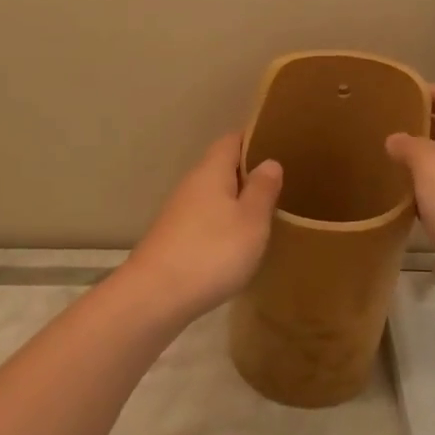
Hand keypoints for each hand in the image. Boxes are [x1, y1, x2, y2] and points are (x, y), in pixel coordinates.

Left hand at [124, 134, 283, 320]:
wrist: (155, 296)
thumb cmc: (212, 251)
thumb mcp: (251, 220)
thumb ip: (262, 189)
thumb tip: (269, 161)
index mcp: (211, 171)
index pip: (232, 140)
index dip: (254, 139)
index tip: (279, 145)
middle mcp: (191, 184)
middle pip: (221, 167)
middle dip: (247, 173)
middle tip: (280, 184)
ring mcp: (178, 212)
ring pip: (213, 195)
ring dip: (235, 200)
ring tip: (264, 213)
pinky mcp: (173, 238)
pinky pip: (205, 219)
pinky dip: (222, 223)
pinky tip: (237, 242)